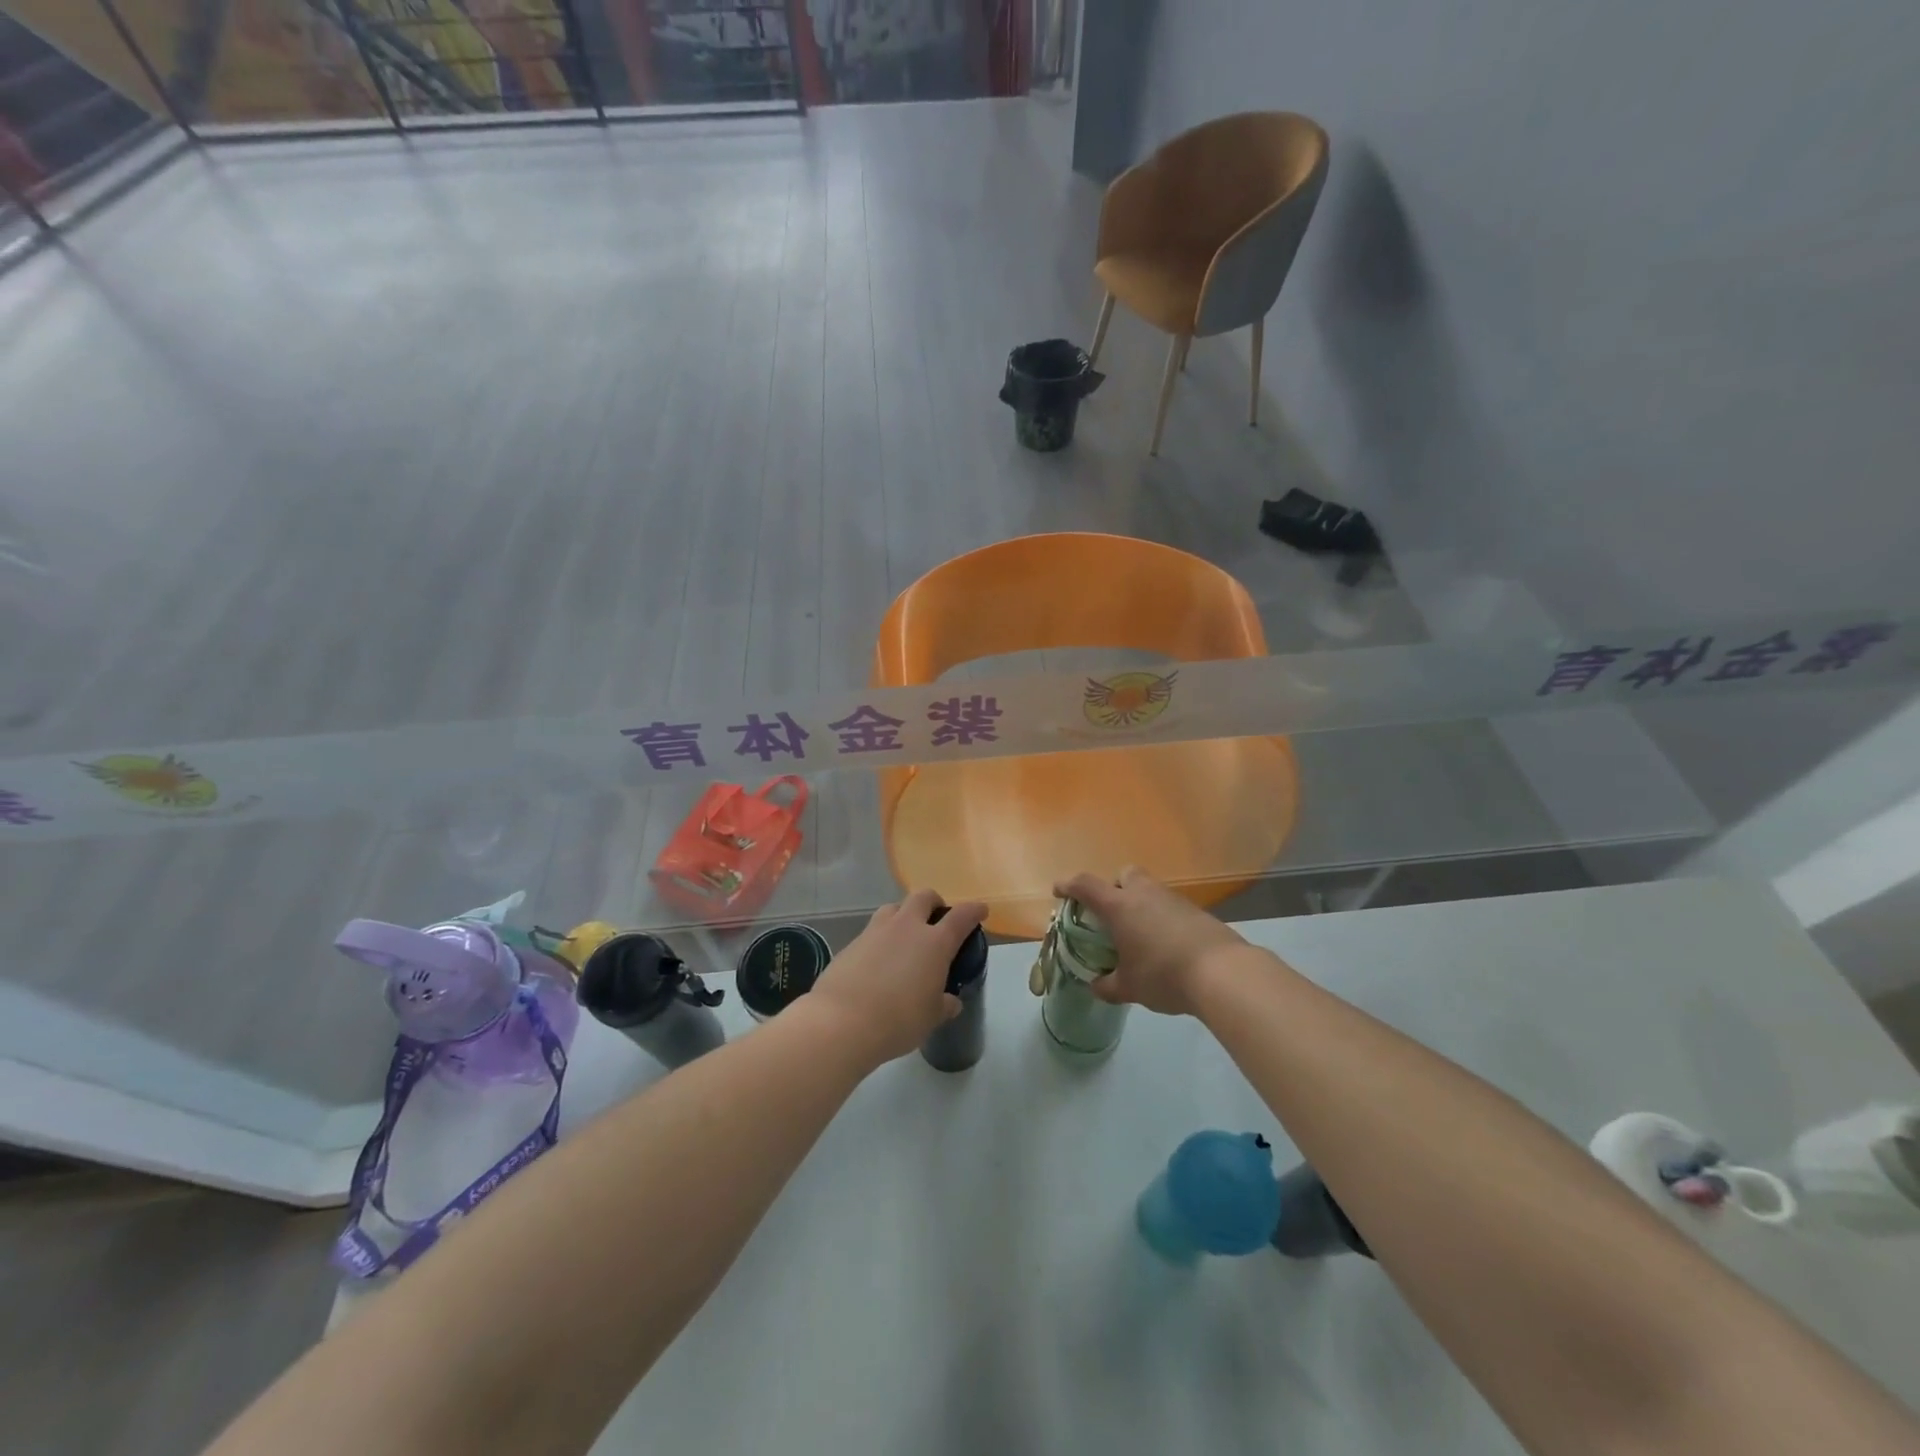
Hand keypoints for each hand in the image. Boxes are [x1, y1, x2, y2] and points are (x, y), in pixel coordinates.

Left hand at [807, 890, 987, 1065]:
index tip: (981, 910)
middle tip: (937, 920)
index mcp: (934, 942)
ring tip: (905, 937)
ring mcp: (876, 931)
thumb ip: (944, 1005)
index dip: (974, 910)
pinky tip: (878, 960)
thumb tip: (950, 1001)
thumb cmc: (898, 1020)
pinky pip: (872, 930)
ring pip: (894, 907)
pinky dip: (881, 938)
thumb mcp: (931, 1018)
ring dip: (904, 915)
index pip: (962, 916)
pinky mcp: (852, 942)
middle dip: (934, 902)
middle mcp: (907, 927)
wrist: (841, 1021)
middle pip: (924, 897)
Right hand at [1054, 867, 1248, 1016]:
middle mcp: (1144, 894)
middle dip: (1114, 888)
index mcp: (1119, 906)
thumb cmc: (1163, 974)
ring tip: (1138, 935)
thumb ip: (1108, 985)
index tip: (1059, 891)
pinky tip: (1165, 945)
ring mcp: (1173, 900)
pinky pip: (1169, 907)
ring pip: (1149, 890)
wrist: (1222, 972)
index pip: (1086, 885)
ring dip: (1140, 905)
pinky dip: (1162, 919)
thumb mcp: (1129, 987)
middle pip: (1124, 875)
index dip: (1069, 885)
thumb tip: (1096, 985)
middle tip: (1111, 914)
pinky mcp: (1196, 912)